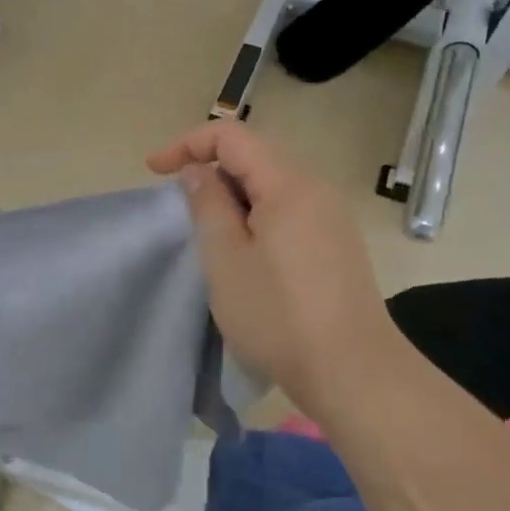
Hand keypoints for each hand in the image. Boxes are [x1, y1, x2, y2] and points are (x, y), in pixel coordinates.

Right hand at [149, 122, 404, 407]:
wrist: (354, 373)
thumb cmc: (278, 315)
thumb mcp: (226, 258)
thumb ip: (208, 205)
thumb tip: (199, 171)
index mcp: (289, 185)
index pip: (232, 137)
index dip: (188, 144)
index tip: (155, 172)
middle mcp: (316, 190)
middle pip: (256, 155)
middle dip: (210, 167)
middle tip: (180, 203)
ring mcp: (332, 218)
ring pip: (273, 185)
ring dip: (233, 194)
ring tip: (208, 230)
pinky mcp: (337, 245)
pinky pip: (289, 209)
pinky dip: (257, 214)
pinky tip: (246, 250)